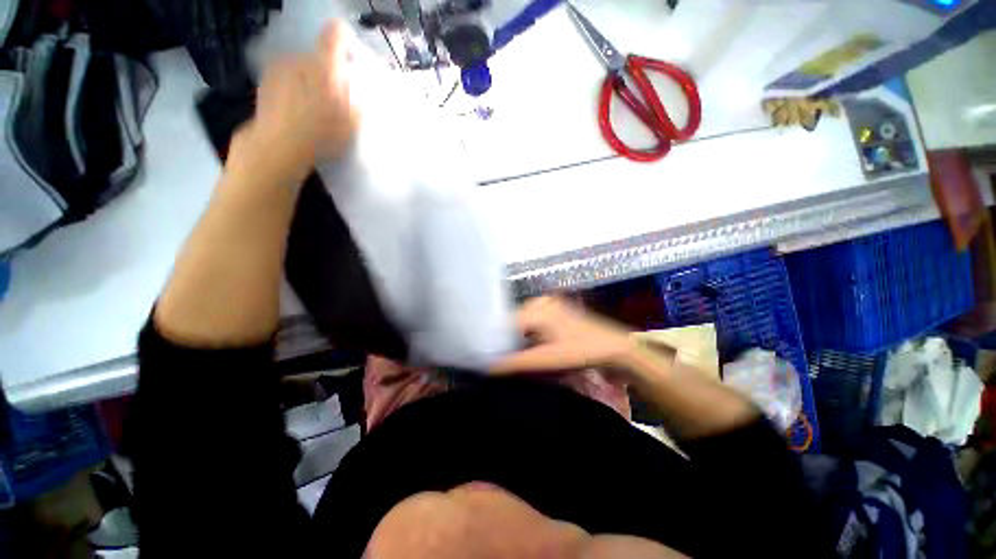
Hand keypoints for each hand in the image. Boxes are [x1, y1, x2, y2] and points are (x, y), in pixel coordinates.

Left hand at [244, 20, 361, 175]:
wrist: (277, 144)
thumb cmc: (320, 135)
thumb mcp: (351, 125)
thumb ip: (357, 103)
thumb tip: (358, 93)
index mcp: (325, 66)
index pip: (335, 33)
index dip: (344, 40)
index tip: (349, 57)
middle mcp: (301, 58)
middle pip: (319, 57)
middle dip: (328, 73)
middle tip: (333, 98)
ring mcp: (281, 66)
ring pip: (302, 67)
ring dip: (309, 80)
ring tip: (312, 107)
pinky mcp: (266, 78)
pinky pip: (287, 75)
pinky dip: (293, 86)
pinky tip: (295, 107)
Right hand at [491, 296, 635, 374]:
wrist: (617, 349)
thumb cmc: (582, 352)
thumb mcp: (548, 360)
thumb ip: (517, 363)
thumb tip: (489, 367)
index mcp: (537, 309)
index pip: (505, 324)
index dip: (496, 341)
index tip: (491, 358)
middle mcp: (541, 302)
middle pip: (514, 322)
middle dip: (508, 340)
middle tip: (504, 359)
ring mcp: (551, 305)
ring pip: (524, 322)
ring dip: (519, 338)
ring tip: (516, 356)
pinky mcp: (558, 311)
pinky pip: (535, 322)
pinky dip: (530, 334)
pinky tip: (532, 347)